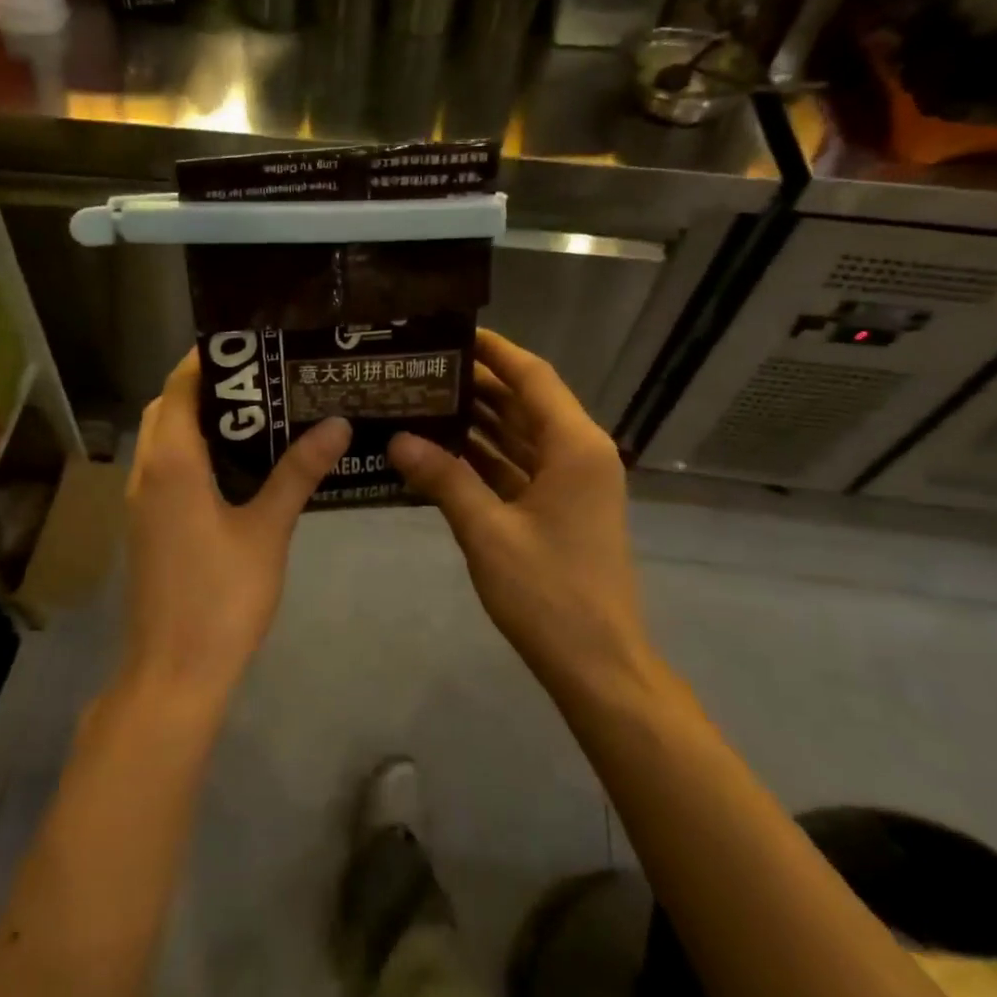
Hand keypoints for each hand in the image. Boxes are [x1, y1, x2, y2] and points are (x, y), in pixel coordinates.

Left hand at [123, 350, 350, 706]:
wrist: (173, 672)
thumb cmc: (221, 597)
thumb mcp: (266, 531)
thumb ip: (297, 473)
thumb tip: (335, 422)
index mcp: (171, 463)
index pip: (179, 388)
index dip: (207, 360)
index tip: (249, 345)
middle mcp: (147, 473)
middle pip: (167, 409)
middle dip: (206, 386)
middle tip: (261, 380)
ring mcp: (142, 502)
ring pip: (163, 440)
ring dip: (197, 420)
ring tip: (255, 414)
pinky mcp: (147, 527)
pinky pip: (165, 469)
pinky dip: (192, 452)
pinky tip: (237, 467)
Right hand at [388, 330, 659, 703]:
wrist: (597, 664)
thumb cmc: (549, 593)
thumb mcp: (488, 531)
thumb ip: (444, 478)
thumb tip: (398, 439)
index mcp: (574, 446)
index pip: (532, 377)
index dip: (495, 351)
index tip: (452, 331)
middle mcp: (578, 454)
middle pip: (525, 404)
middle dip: (476, 385)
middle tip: (420, 368)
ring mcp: (571, 484)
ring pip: (520, 436)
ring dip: (478, 421)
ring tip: (422, 399)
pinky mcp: (559, 510)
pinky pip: (518, 468)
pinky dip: (484, 458)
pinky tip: (440, 450)